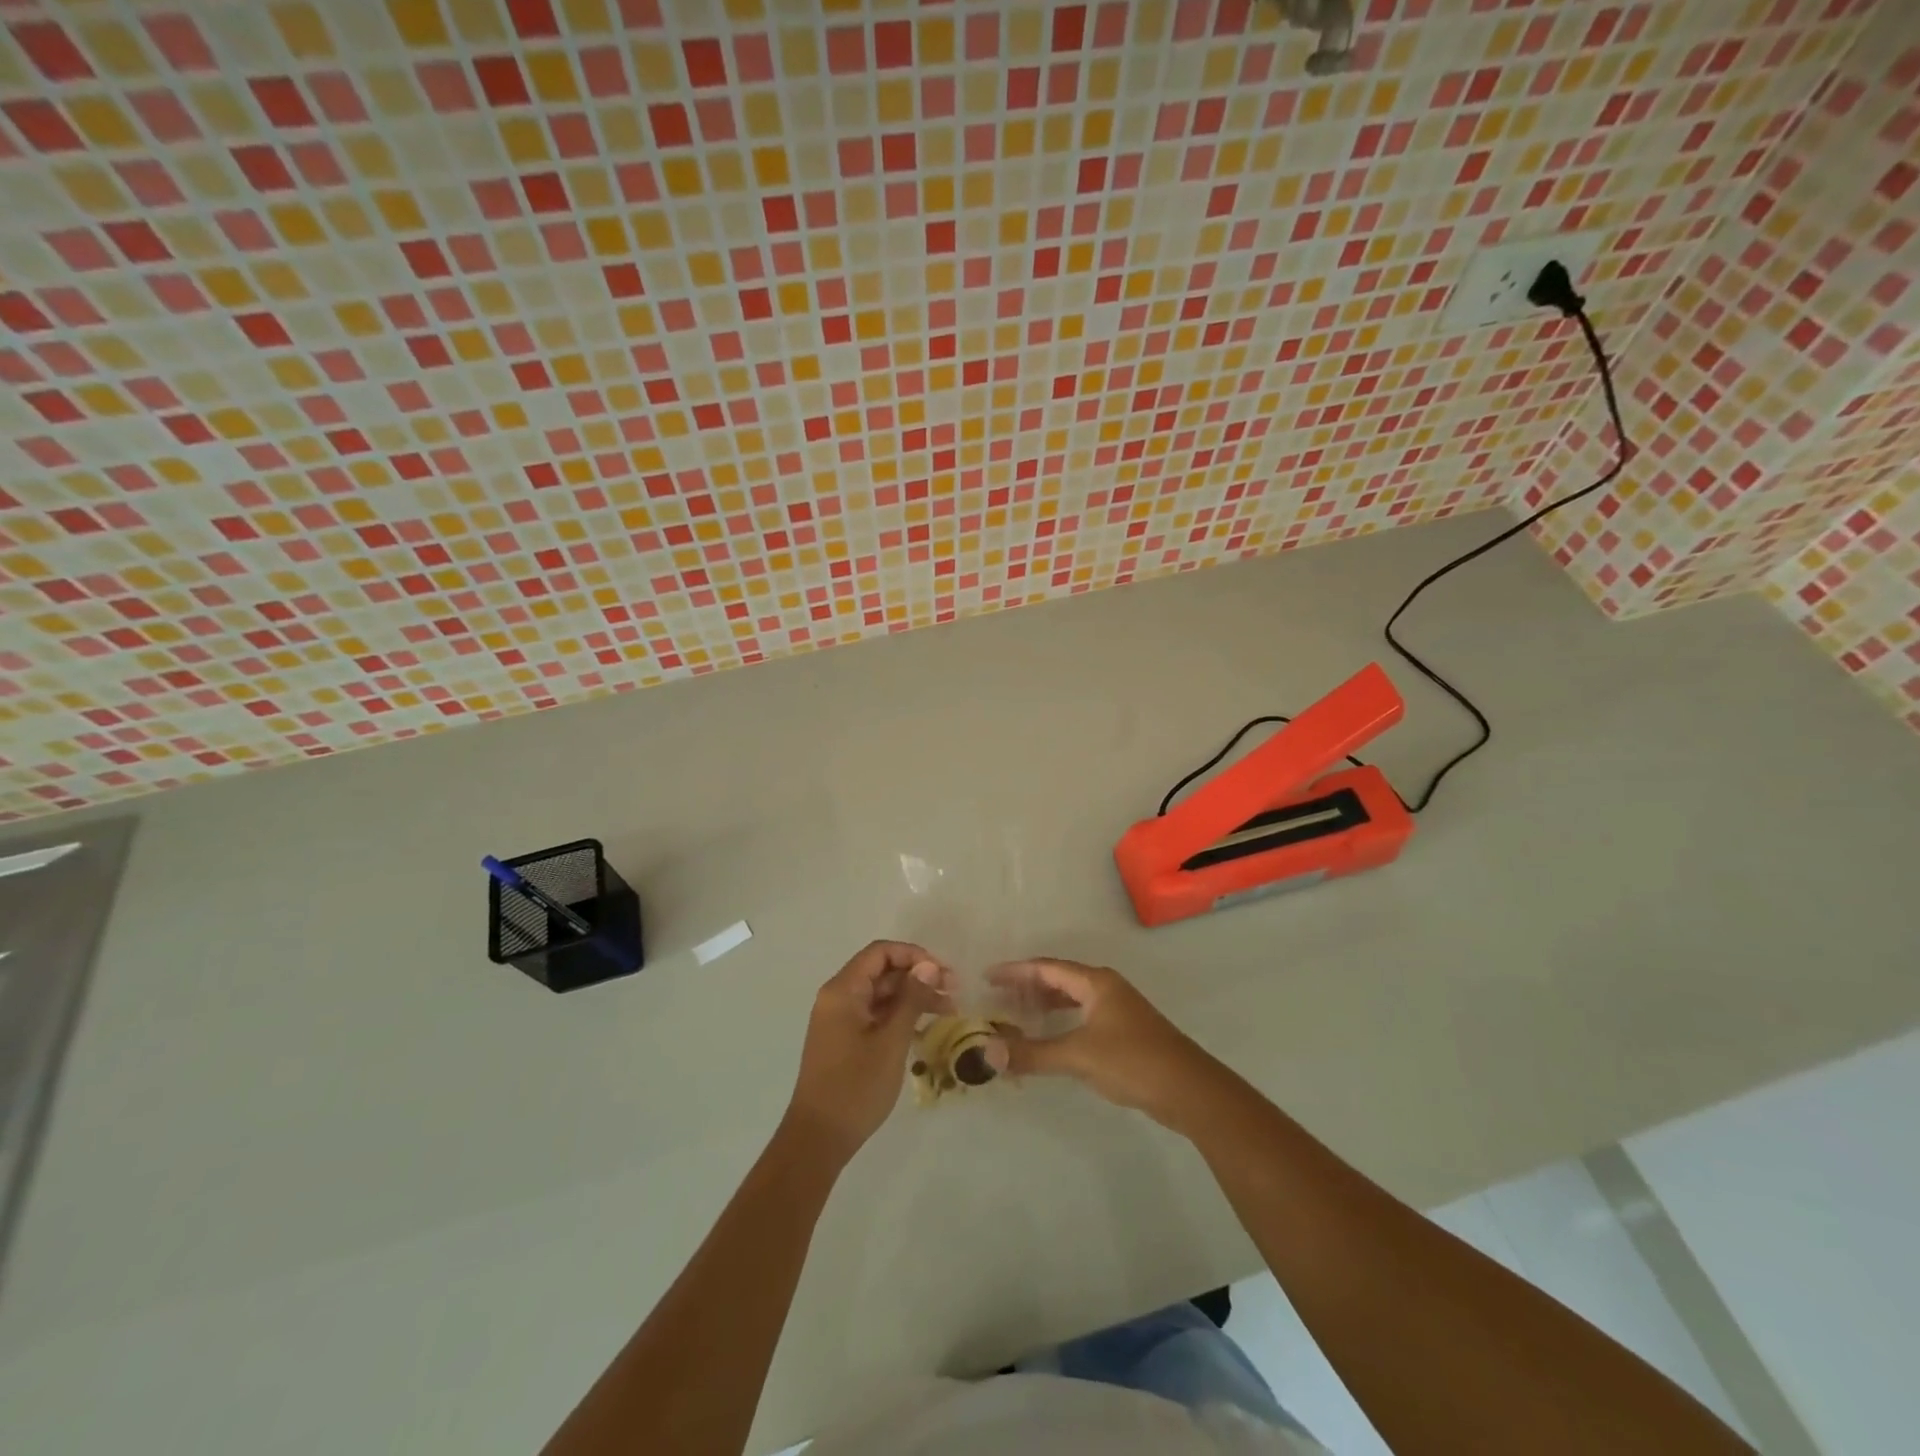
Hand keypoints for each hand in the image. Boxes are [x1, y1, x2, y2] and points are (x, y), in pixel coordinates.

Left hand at [784, 941, 947, 1163]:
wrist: (818, 1138)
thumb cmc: (855, 1086)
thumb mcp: (891, 1040)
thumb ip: (911, 999)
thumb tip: (929, 966)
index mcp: (843, 990)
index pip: (880, 953)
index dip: (914, 955)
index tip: (943, 972)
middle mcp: (838, 997)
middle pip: (882, 972)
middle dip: (918, 977)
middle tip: (954, 993)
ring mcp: (840, 1019)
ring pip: (881, 994)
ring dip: (913, 998)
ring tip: (948, 1011)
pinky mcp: (844, 1039)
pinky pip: (875, 1015)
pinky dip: (899, 1016)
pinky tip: (926, 1029)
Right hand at [991, 958, 1214, 1126]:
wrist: (1189, 1089)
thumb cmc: (1132, 1061)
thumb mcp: (1078, 1056)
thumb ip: (1032, 1053)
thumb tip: (987, 1052)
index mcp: (1095, 982)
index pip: (1046, 968)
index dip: (1015, 971)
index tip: (987, 977)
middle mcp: (1106, 988)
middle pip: (1059, 978)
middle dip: (1028, 987)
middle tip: (998, 998)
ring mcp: (1118, 1009)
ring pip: (1072, 998)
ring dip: (1045, 1004)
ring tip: (1017, 1015)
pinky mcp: (1125, 1031)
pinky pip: (1082, 1015)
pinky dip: (1061, 1020)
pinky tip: (1051, 1037)